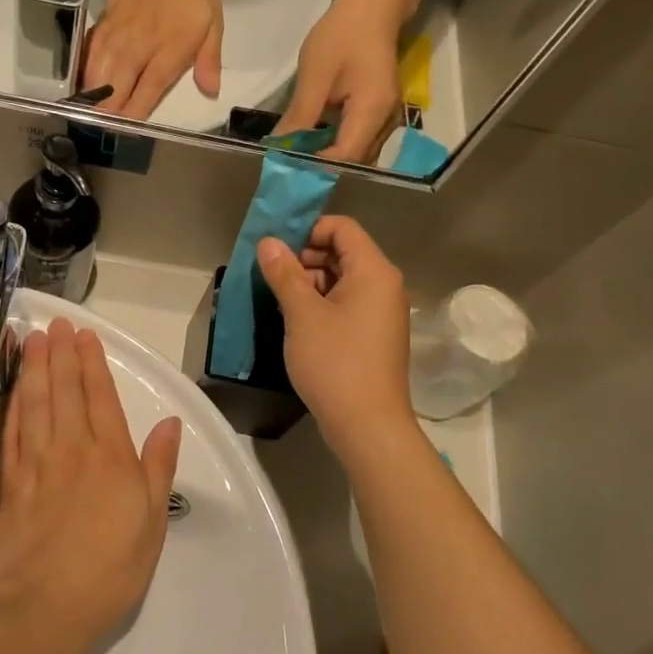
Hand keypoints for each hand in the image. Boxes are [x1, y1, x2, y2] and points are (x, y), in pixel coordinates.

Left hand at [0, 320, 182, 649]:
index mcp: (110, 457)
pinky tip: (12, 389)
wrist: (45, 609)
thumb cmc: (109, 569)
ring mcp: (35, 464)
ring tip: (32, 340)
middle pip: (64, 391)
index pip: (100, 397)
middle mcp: (71, 449)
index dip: (92, 363)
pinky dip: (11, 405)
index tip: (85, 335)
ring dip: (33, 368)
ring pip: (34, 403)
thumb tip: (169, 423)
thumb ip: (158, 467)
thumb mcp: (152, 522)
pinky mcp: (8, 483)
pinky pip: (10, 432)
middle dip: (60, 353)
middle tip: (54, 323)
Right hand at [84, 0, 223, 118]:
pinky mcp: (103, 27)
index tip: (126, 130)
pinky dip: (84, 73)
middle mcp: (138, 51)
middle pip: (115, 90)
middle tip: (102, 128)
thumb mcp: (212, 24)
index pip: (146, 94)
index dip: (133, 115)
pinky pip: (89, 56)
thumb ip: (209, 60)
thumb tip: (210, 91)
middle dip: (107, 113)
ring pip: (97, 75)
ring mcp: (117, 39)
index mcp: (168, 54)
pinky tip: (81, 85)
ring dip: (92, 97)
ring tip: (87, 114)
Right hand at [256, 217, 414, 455]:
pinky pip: (347, 303)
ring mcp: (382, 312)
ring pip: (342, 279)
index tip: (277, 250)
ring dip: (310, 282)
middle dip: (305, 257)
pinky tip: (296, 321)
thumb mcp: (302, 314)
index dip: (308, 230)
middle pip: (343, 252)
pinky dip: (322, 304)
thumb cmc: (335, 362)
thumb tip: (268, 242)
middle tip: (273, 276)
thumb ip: (284, 273)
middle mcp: (384, 285)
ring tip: (279, 300)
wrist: (368, 426)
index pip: (342, 228)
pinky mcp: (375, 335)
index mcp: (374, 271)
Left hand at [277, 0, 403, 163]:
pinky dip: (336, 140)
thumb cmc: (343, 34)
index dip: (316, 168)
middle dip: (321, 166)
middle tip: (288, 164)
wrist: (376, 3)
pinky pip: (358, 135)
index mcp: (372, 113)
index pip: (344, 158)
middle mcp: (386, 122)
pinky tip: (313, 135)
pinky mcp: (380, 108)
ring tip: (296, 154)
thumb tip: (279, 147)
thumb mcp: (315, 76)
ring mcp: (386, 115)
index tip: (286, 168)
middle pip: (354, 160)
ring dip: (328, 154)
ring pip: (357, 150)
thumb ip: (300, 116)